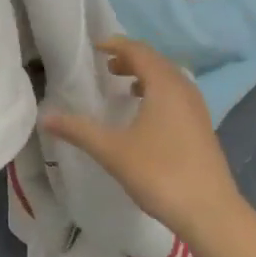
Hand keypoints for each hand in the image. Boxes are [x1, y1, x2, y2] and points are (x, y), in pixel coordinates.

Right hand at [42, 37, 247, 245]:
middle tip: (106, 65)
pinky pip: (177, 96)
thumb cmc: (159, 173)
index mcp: (164, 85)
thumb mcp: (113, 151)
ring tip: (124, 86)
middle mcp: (184, 89)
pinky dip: (158, 93)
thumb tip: (45, 117)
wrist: (210, 211)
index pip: (139, 51)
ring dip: (146, 76)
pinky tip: (147, 116)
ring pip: (169, 80)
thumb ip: (79, 131)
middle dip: (131, 59)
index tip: (96, 47)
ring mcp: (197, 109)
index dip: (117, 45)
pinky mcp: (202, 127)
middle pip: (156, 62)